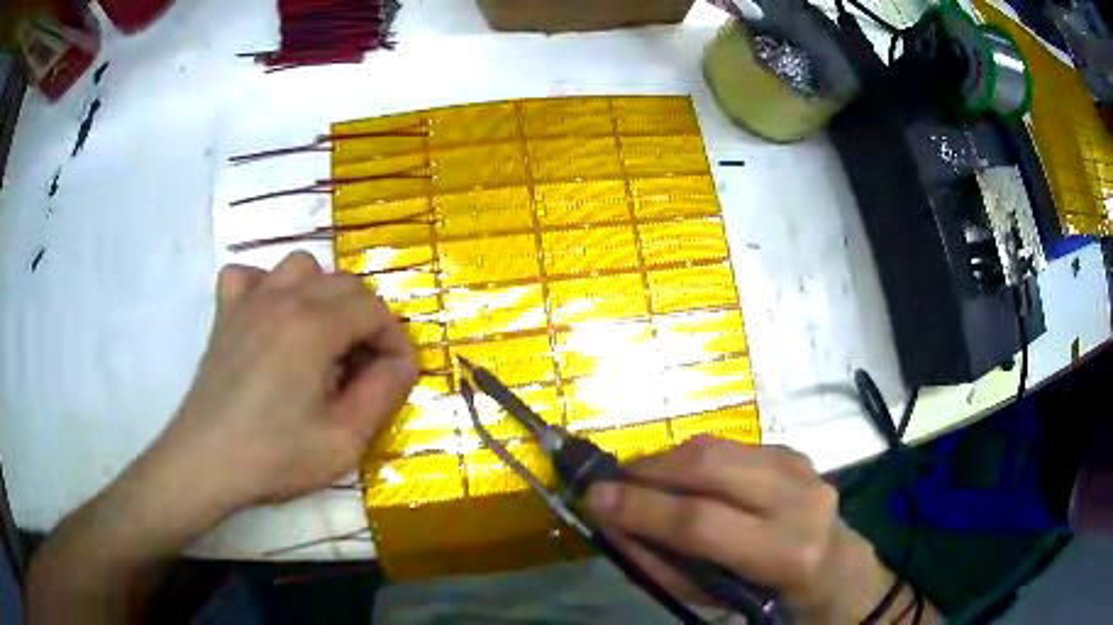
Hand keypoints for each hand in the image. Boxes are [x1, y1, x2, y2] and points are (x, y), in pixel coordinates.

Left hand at [149, 252, 418, 518]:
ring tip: (321, 338)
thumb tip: (402, 364)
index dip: (395, 341)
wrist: (206, 462)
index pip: (375, 309)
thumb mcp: (344, 441)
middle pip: (345, 284)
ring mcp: (249, 300)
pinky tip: (270, 319)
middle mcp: (284, 297)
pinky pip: (250, 275)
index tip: (396, 377)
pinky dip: (267, 287)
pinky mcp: (226, 312)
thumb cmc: (274, 456)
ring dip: (322, 296)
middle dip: (367, 321)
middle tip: (363, 368)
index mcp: (315, 325)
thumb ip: (383, 394)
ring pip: (301, 267)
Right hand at [586, 436, 894, 621]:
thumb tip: (613, 524)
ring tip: (642, 481)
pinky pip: (732, 446)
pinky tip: (685, 479)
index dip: (643, 507)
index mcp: (786, 552)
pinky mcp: (795, 452)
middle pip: (711, 467)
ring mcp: (802, 468)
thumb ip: (662, 564)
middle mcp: (800, 499)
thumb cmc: (772, 599)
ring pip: (719, 447)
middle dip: (650, 470)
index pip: (702, 522)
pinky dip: (696, 459)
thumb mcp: (716, 600)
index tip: (593, 497)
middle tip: (613, 482)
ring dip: (669, 461)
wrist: (837, 570)